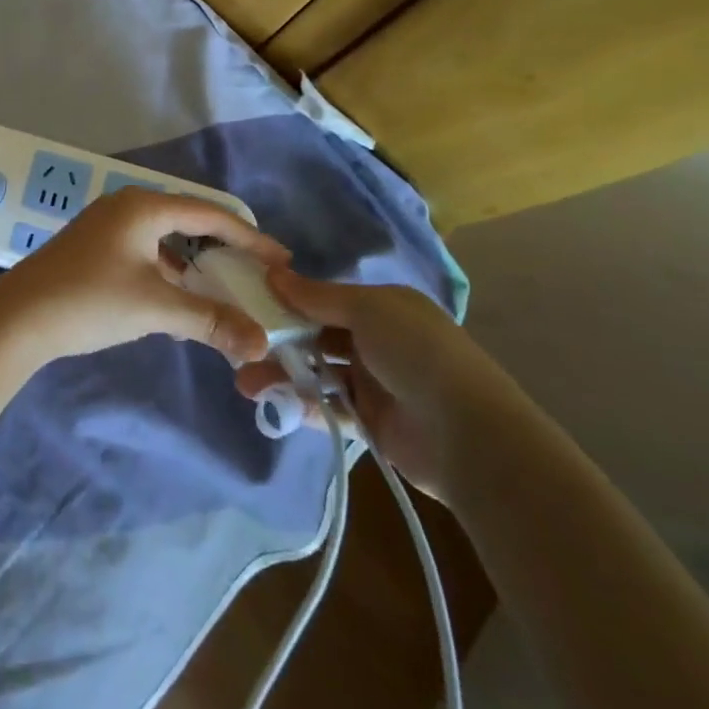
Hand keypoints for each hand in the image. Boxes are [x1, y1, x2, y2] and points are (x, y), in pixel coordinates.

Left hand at [0, 189, 288, 366]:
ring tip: (225, 290)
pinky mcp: (92, 250)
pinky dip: (168, 273)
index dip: (249, 237)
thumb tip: (259, 342)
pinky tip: (180, 300)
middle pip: (188, 222)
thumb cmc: (90, 301)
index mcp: (143, 207)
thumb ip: (210, 320)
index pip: (209, 214)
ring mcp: (104, 228)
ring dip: (194, 264)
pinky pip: (144, 253)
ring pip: (164, 240)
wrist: (17, 318)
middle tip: (257, 274)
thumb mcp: (156, 308)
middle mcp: (125, 208)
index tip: (281, 260)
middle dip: (223, 249)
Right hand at [235, 272, 527, 500]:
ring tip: (246, 383)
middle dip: (278, 342)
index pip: (326, 300)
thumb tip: (272, 272)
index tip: (248, 303)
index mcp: (384, 308)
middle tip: (240, 348)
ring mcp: (375, 384)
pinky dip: (301, 406)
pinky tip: (274, 406)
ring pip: (317, 373)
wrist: (469, 436)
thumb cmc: (417, 354)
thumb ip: (317, 296)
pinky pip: (327, 409)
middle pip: (317, 337)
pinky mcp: (371, 423)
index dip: (289, 301)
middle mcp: (379, 342)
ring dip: (282, 376)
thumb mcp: (368, 310)